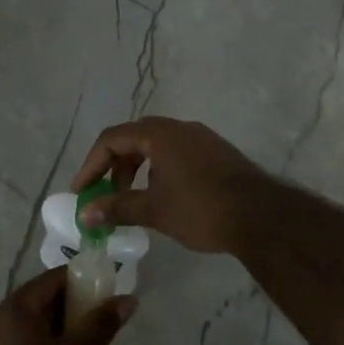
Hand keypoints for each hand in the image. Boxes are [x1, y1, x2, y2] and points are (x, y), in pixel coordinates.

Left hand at [0, 267, 134, 344]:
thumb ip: (102, 323)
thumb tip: (129, 298)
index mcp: (15, 308)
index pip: (54, 279)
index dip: (84, 283)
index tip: (107, 297)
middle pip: (40, 300)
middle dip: (72, 308)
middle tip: (99, 326)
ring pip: (30, 326)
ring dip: (57, 330)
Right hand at [71, 117, 277, 255]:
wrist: (261, 216)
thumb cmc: (200, 209)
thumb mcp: (153, 210)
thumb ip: (116, 208)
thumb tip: (84, 214)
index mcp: (160, 134)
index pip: (112, 138)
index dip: (91, 164)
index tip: (82, 192)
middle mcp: (180, 128)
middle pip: (134, 138)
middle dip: (115, 166)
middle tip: (106, 196)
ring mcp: (202, 138)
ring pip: (158, 146)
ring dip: (138, 169)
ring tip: (134, 200)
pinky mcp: (217, 153)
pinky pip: (178, 154)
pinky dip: (160, 170)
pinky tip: (165, 198)